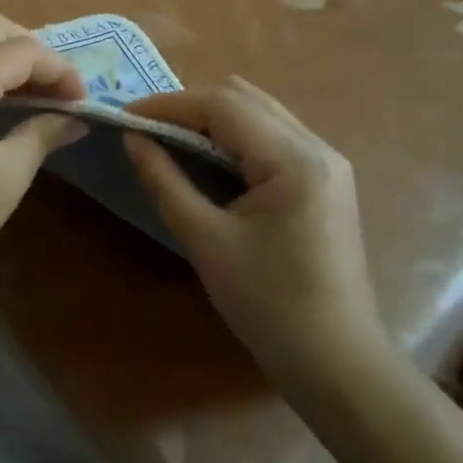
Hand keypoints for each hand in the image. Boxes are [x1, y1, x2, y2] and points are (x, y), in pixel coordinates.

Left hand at [0, 16, 86, 307]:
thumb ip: (44, 133)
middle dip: (31, 49)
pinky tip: (1, 102)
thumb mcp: (9, 174)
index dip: (58, 68)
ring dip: (5, 57)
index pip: (21, 51)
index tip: (83, 100)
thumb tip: (76, 118)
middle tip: (58, 87)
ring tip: (35, 93)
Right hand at [124, 78, 389, 390]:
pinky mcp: (325, 178)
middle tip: (146, 129)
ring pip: (258, 111)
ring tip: (169, 138)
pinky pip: (271, 135)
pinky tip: (208, 157)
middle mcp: (316, 147)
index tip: (125, 117)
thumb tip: (132, 138)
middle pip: (243, 97)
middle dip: (189, 105)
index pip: (222, 105)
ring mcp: (326, 161)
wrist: (337, 365)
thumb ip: (164, 181)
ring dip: (211, 117)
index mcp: (293, 159)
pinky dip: (233, 135)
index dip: (168, 104)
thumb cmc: (269, 306)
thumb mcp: (205, 241)